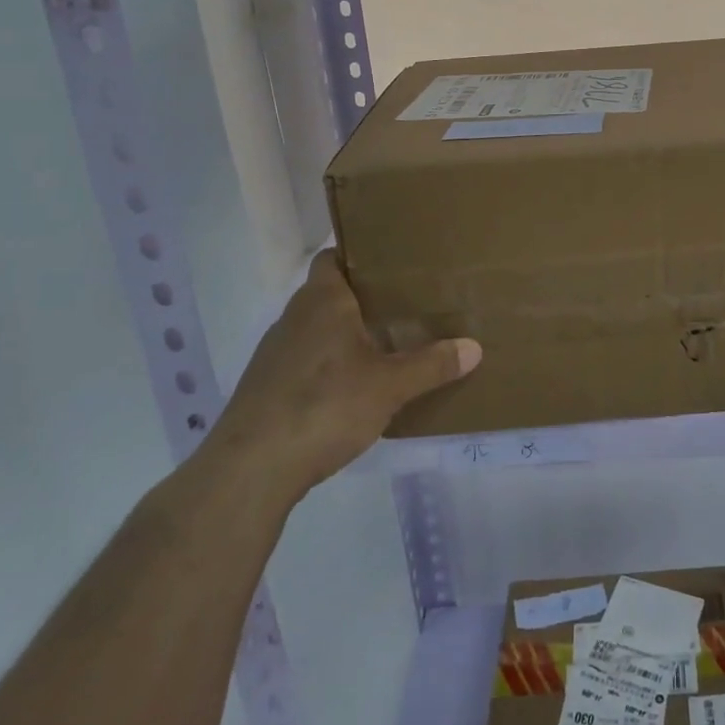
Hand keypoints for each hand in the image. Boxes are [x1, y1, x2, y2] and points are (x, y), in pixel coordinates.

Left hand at [204, 251, 480, 504]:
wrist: (250, 470)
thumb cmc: (324, 406)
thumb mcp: (390, 386)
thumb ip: (432, 365)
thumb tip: (474, 347)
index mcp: (322, 301)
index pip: (333, 258)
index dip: (359, 255)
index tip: (393, 262)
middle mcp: (294, 318)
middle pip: (330, 294)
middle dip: (364, 299)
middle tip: (406, 305)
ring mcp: (275, 354)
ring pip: (317, 330)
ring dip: (346, 335)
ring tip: (387, 346)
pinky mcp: (266, 388)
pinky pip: (305, 362)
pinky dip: (329, 366)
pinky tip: (353, 389)